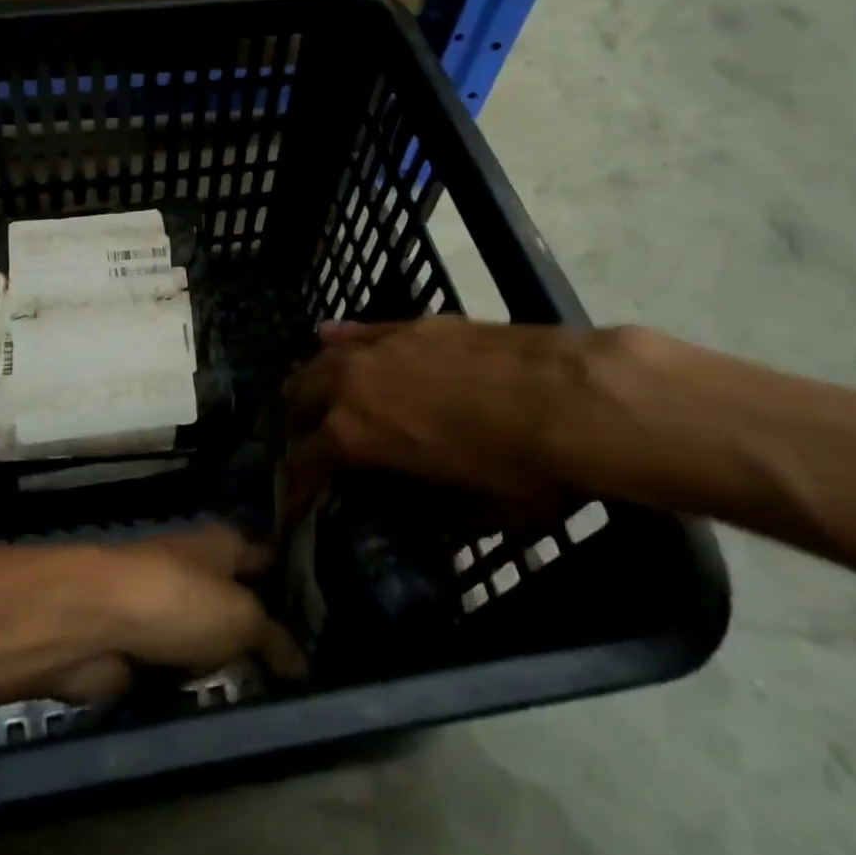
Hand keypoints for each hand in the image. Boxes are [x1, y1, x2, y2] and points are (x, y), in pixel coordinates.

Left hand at [52, 525, 306, 703]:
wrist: (95, 623)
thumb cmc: (178, 601)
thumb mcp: (242, 616)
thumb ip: (275, 638)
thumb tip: (302, 664)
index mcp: (223, 545)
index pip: (268, 557)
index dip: (295, 581)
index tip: (326, 616)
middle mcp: (198, 570)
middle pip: (241, 601)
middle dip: (267, 634)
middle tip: (308, 674)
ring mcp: (168, 609)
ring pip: (212, 640)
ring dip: (232, 666)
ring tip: (277, 701)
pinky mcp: (143, 647)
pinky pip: (183, 670)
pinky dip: (198, 686)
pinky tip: (228, 710)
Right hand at [281, 318, 614, 512]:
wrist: (566, 396)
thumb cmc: (520, 468)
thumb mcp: (479, 513)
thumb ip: (446, 519)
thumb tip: (441, 530)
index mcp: (355, 436)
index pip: (303, 462)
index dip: (292, 488)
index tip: (290, 504)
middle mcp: (352, 384)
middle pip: (300, 397)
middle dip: (297, 424)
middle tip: (308, 444)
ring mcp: (378, 346)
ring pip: (323, 358)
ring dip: (314, 381)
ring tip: (316, 395)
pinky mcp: (409, 324)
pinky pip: (360, 329)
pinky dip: (342, 339)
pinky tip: (331, 338)